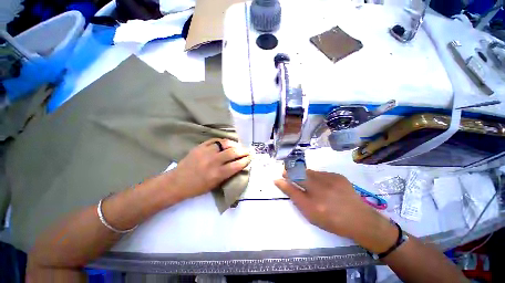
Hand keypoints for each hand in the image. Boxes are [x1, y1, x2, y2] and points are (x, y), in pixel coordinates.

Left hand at [169, 138, 250, 201]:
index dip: (246, 160)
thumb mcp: (215, 185)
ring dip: (234, 144)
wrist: (177, 182)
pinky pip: (214, 140)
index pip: (237, 165)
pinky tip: (225, 143)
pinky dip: (222, 141)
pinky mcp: (200, 147)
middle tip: (247, 151)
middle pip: (233, 152)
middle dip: (243, 151)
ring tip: (237, 146)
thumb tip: (238, 165)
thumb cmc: (197, 187)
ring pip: (225, 143)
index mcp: (217, 174)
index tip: (250, 158)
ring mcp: (206, 152)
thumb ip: (227, 174)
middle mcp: (213, 161)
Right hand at [274, 170, 396, 252]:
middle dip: (290, 172)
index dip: (283, 182)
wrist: (360, 219)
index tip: (277, 177)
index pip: (292, 189)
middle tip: (286, 172)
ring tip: (305, 180)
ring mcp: (331, 180)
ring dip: (303, 174)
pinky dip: (316, 176)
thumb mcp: (311, 214)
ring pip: (309, 172)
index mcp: (313, 204)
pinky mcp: (338, 176)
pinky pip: (320, 173)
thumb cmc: (332, 221)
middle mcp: (321, 190)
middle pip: (299, 175)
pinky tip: (321, 183)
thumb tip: (283, 185)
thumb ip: (296, 198)